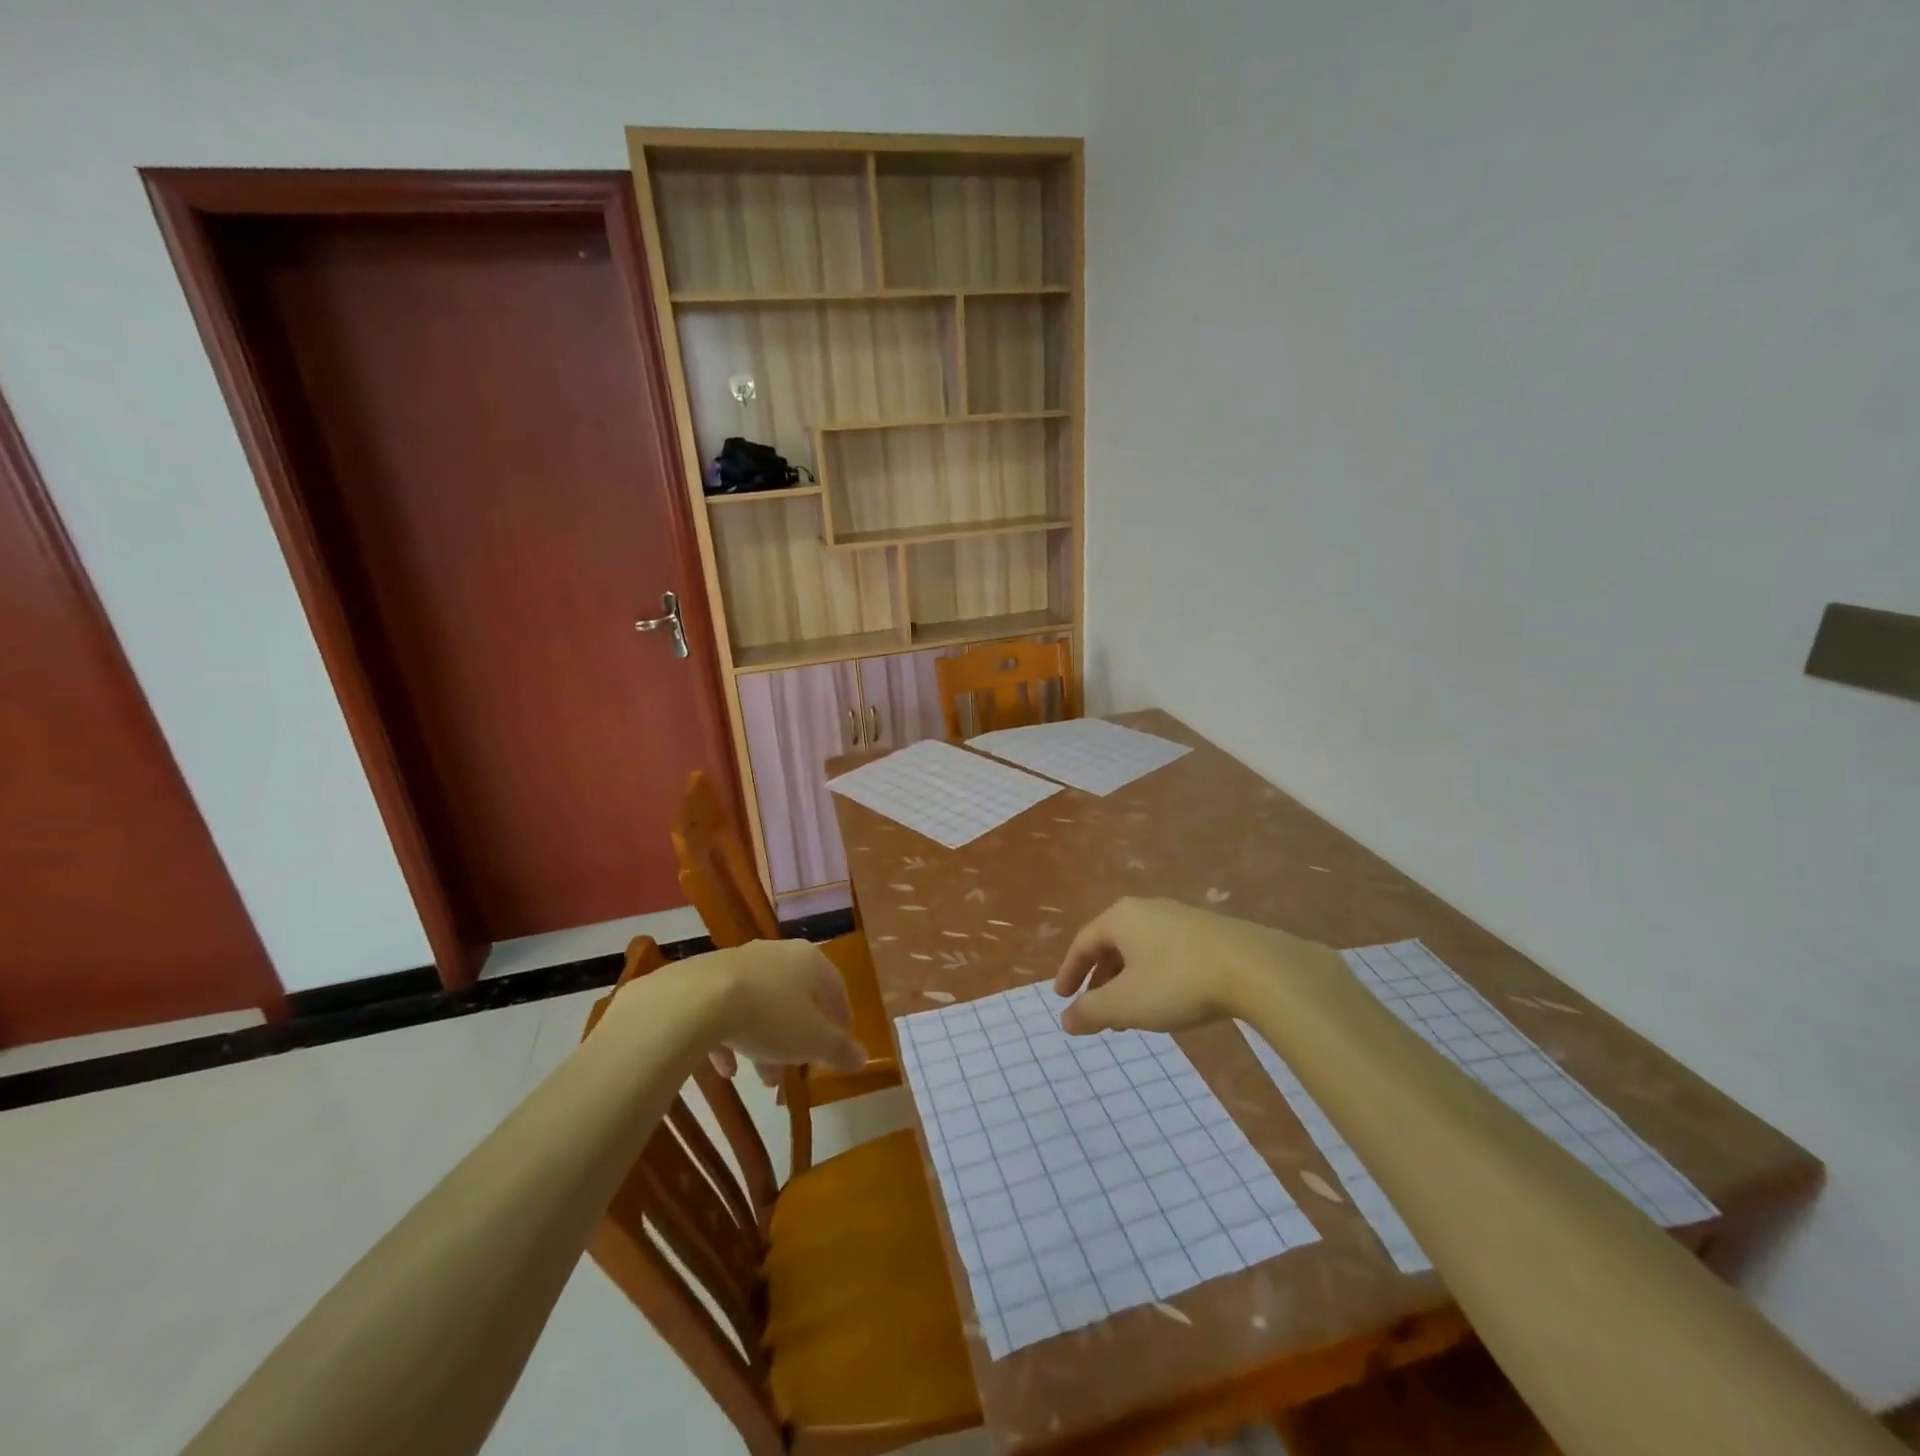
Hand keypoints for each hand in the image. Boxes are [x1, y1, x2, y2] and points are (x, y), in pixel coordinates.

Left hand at [689, 940, 867, 1082]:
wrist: (697, 1001)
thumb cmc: (769, 1015)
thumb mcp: (812, 1040)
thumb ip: (839, 1050)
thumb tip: (862, 1058)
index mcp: (808, 960)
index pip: (835, 984)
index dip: (841, 1014)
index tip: (843, 1039)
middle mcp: (775, 953)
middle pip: (795, 997)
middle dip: (798, 1037)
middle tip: (799, 1068)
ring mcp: (738, 963)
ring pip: (760, 1005)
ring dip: (765, 1042)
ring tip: (763, 1080)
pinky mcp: (706, 979)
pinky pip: (726, 1010)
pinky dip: (732, 1038)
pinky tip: (727, 1068)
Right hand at [1052, 897, 1341, 1034]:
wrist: (1255, 968)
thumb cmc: (1178, 982)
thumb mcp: (1127, 1004)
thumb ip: (1091, 1011)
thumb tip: (1065, 1019)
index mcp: (1120, 918)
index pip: (1083, 942)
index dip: (1069, 972)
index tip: (1062, 997)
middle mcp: (1146, 909)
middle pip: (1111, 944)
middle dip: (1100, 979)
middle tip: (1095, 1009)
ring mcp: (1179, 917)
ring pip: (1140, 949)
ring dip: (1127, 981)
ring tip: (1131, 1015)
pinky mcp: (1207, 931)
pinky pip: (1165, 952)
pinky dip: (1153, 976)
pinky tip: (1166, 1001)